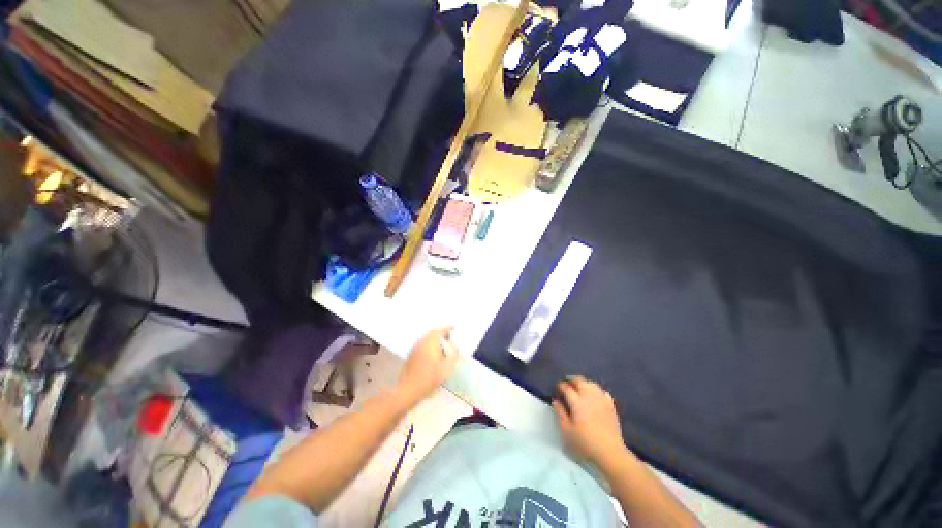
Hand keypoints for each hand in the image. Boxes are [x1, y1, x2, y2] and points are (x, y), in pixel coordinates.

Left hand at [396, 328, 459, 404]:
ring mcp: (415, 348)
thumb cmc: (429, 378)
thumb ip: (453, 356)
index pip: (440, 330)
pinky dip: (430, 345)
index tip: (454, 329)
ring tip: (444, 347)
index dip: (448, 329)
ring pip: (427, 339)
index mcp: (430, 341)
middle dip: (442, 334)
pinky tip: (434, 355)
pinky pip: (423, 345)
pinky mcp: (411, 355)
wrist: (408, 390)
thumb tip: (456, 348)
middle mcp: (422, 341)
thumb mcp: (446, 368)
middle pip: (433, 333)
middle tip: (450, 338)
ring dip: (435, 340)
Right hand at [554, 375, 627, 466]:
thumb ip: (560, 413)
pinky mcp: (611, 406)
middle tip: (567, 382)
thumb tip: (556, 401)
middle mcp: (589, 396)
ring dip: (584, 383)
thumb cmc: (585, 443)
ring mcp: (601, 400)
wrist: (610, 452)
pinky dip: (596, 390)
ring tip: (580, 386)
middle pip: (580, 381)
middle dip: (572, 379)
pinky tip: (595, 395)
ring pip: (591, 384)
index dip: (561, 385)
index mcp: (577, 402)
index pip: (567, 388)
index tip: (558, 387)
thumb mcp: (567, 430)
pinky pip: (602, 392)